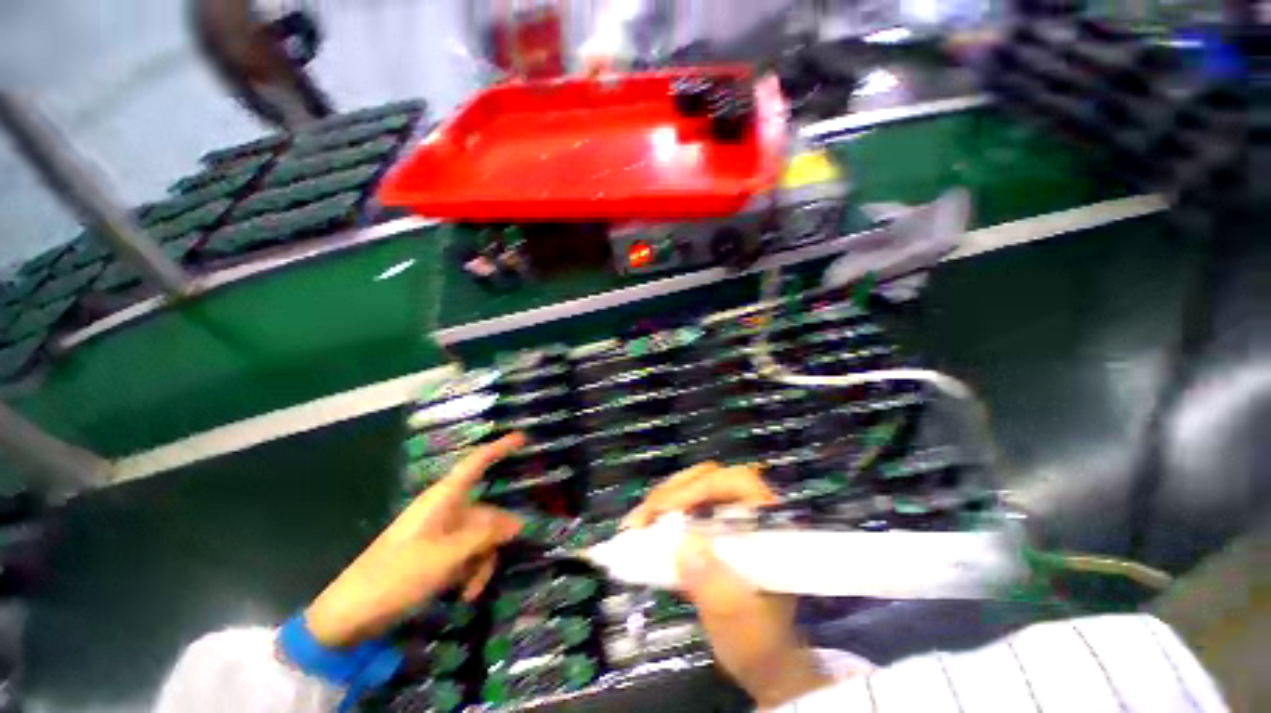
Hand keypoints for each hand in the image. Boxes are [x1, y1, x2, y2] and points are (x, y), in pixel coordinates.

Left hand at [304, 433, 525, 646]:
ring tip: (471, 591)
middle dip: (493, 542)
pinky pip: (466, 553)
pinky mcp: (436, 553)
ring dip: (481, 563)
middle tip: (492, 567)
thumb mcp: (448, 556)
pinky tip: (465, 593)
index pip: (477, 463)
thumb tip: (518, 522)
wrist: (351, 614)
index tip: (523, 437)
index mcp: (444, 498)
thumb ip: (486, 535)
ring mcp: (441, 532)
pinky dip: (470, 571)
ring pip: (479, 537)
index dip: (500, 448)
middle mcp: (446, 510)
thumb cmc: (397, 576)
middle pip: (486, 513)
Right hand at [626, 463, 831, 708]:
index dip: (698, 488)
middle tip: (641, 518)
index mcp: (769, 522)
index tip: (664, 511)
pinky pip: (684, 506)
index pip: (735, 483)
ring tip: (636, 524)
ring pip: (693, 487)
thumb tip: (684, 546)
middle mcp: (750, 508)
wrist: (760, 658)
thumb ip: (714, 586)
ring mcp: (729, 514)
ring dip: (662, 501)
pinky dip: (662, 514)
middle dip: (672, 492)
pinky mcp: (712, 524)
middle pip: (708, 477)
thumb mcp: (737, 620)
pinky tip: (644, 529)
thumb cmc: (758, 641)